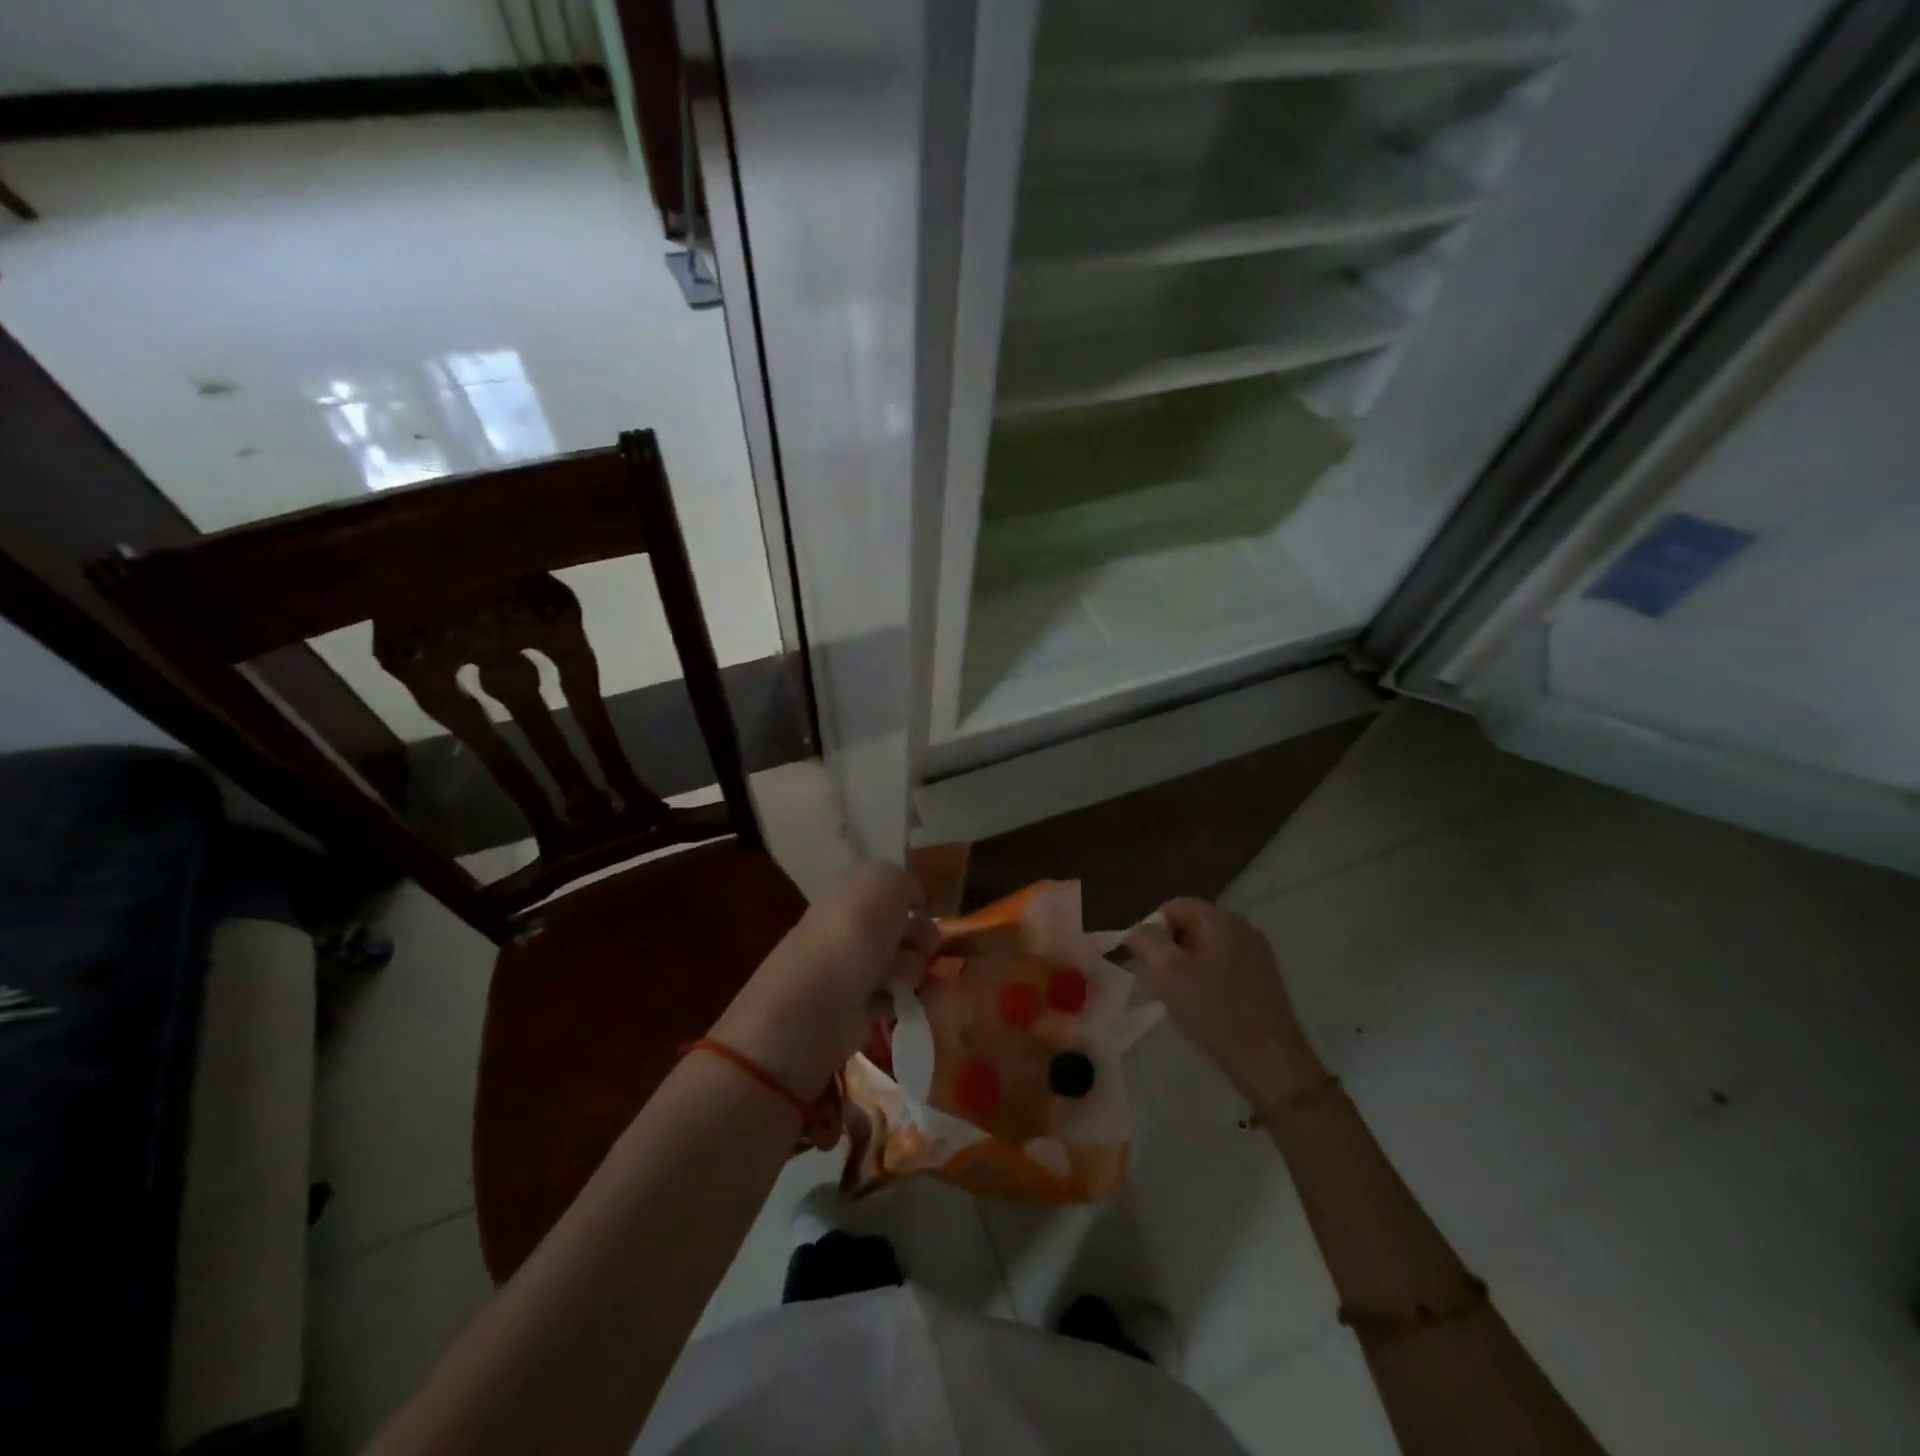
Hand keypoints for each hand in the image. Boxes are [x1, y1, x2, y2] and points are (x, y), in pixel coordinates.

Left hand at [712, 863, 936, 1096]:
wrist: (815, 1005)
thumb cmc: (851, 936)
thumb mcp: (883, 883)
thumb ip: (904, 883)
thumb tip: (914, 904)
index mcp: (851, 894)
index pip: (893, 891)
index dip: (913, 901)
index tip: (924, 913)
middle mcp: (852, 928)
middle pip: (905, 929)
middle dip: (918, 939)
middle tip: (918, 949)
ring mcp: (854, 970)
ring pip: (905, 964)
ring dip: (910, 972)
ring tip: (896, 982)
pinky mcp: (857, 1009)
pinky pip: (896, 999)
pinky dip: (900, 1001)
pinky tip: (894, 1003)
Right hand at [1125, 899, 1321, 1104]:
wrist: (1270, 1061)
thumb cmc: (1215, 1011)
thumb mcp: (1168, 972)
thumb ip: (1147, 941)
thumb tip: (1138, 930)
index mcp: (1221, 919)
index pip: (1174, 906)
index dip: (1150, 928)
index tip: (1142, 960)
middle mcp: (1243, 928)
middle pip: (1191, 925)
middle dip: (1168, 948)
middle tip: (1156, 981)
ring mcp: (1257, 954)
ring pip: (1207, 948)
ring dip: (1185, 966)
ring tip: (1177, 997)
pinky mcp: (1264, 979)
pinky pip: (1224, 966)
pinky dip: (1206, 978)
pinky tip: (1203, 1006)